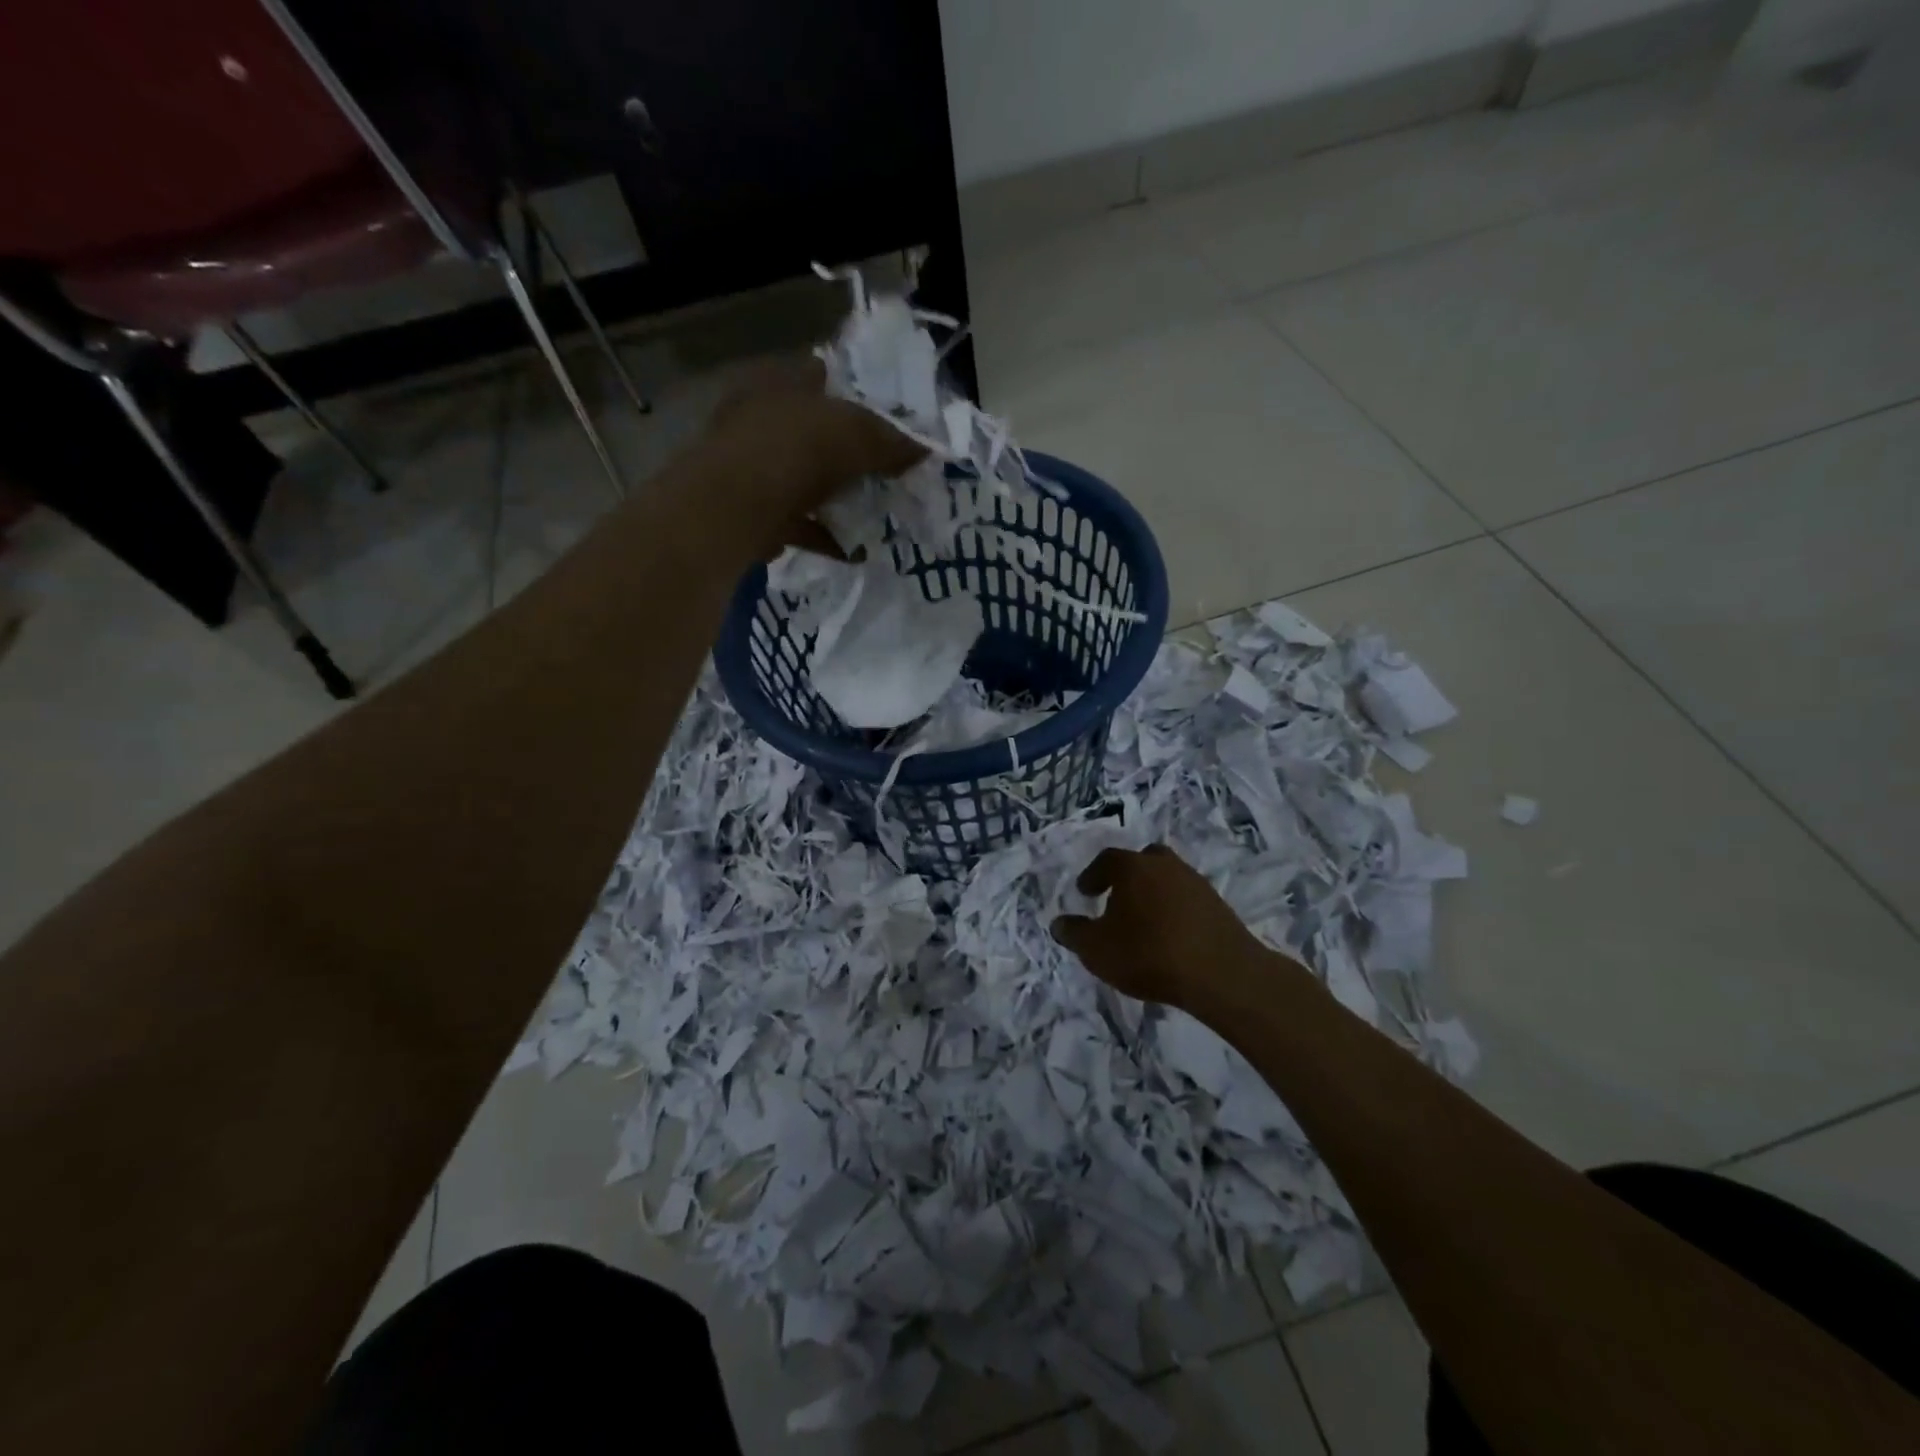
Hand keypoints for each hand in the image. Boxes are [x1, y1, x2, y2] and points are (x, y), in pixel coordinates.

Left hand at [702, 357, 927, 549]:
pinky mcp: (751, 511)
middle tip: (887, 472)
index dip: (859, 394)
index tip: (890, 421)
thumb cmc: (795, 451)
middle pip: (816, 432)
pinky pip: (798, 522)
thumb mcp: (856, 435)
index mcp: (781, 381)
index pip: (825, 375)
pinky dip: (826, 536)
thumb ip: (893, 440)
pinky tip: (855, 552)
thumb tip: (927, 448)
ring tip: (876, 515)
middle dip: (851, 453)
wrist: (733, 509)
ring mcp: (752, 467)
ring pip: (806, 479)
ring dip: (839, 498)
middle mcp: (761, 418)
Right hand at [1051, 845, 1272, 1008]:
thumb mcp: (1097, 950)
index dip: (1093, 875)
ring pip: (1167, 878)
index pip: (1106, 860)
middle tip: (1117, 898)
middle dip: (1128, 876)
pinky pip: (1187, 899)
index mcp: (1132, 867)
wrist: (1220, 973)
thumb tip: (1059, 923)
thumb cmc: (1148, 954)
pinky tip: (1170, 934)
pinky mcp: (1217, 904)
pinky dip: (1175, 910)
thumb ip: (1074, 934)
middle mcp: (1164, 865)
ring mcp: (1195, 882)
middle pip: (1142, 861)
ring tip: (1144, 921)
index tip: (1085, 892)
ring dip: (1153, 893)